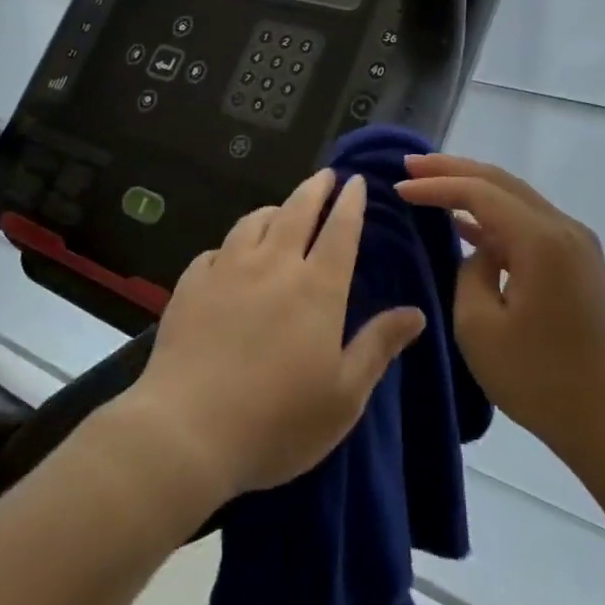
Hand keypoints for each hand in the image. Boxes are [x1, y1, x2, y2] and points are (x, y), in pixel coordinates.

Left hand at [122, 168, 425, 504]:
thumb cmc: (278, 420)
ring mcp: (227, 271)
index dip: (351, 204)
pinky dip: (231, 245)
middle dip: (315, 189)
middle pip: (296, 212)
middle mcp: (273, 266)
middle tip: (325, 175)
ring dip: (273, 210)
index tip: (356, 182)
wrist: (187, 429)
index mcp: (317, 288)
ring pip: (253, 223)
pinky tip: (230, 255)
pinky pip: (216, 251)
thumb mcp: (344, 396)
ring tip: (280, 210)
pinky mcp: (191, 285)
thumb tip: (416, 313)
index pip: (340, 231)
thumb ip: (378, 347)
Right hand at [396, 154, 604, 468]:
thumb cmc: (539, 379)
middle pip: (501, 182)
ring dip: (474, 189)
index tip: (399, 187)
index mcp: (541, 240)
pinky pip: (530, 224)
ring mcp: (578, 245)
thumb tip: (480, 251)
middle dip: (453, 169)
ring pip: (517, 199)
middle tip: (411, 163)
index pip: (479, 192)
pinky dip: (496, 216)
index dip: (436, 185)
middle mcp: (565, 229)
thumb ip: (470, 271)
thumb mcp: (479, 326)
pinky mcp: (580, 264)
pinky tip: (468, 223)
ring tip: (432, 183)